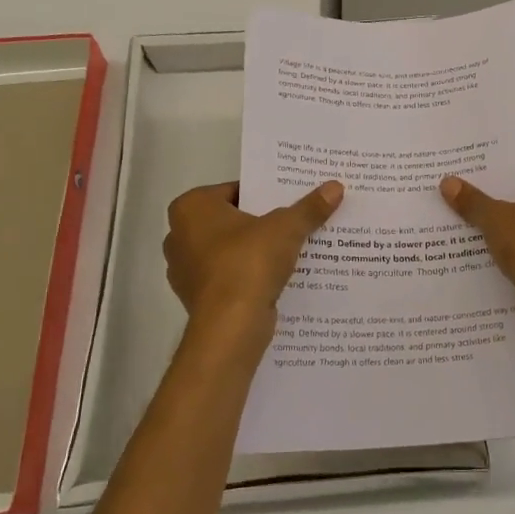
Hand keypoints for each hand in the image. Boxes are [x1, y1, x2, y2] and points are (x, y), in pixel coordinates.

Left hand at [163, 180, 343, 337]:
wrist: (231, 326)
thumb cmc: (248, 262)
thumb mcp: (287, 228)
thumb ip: (309, 207)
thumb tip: (335, 187)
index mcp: (191, 208)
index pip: (235, 190)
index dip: (265, 193)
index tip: (291, 200)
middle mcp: (179, 236)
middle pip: (232, 221)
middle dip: (261, 223)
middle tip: (295, 220)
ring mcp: (185, 270)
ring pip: (230, 250)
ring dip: (255, 251)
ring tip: (292, 249)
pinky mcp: (198, 298)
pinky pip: (229, 277)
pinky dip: (249, 276)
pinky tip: (277, 277)